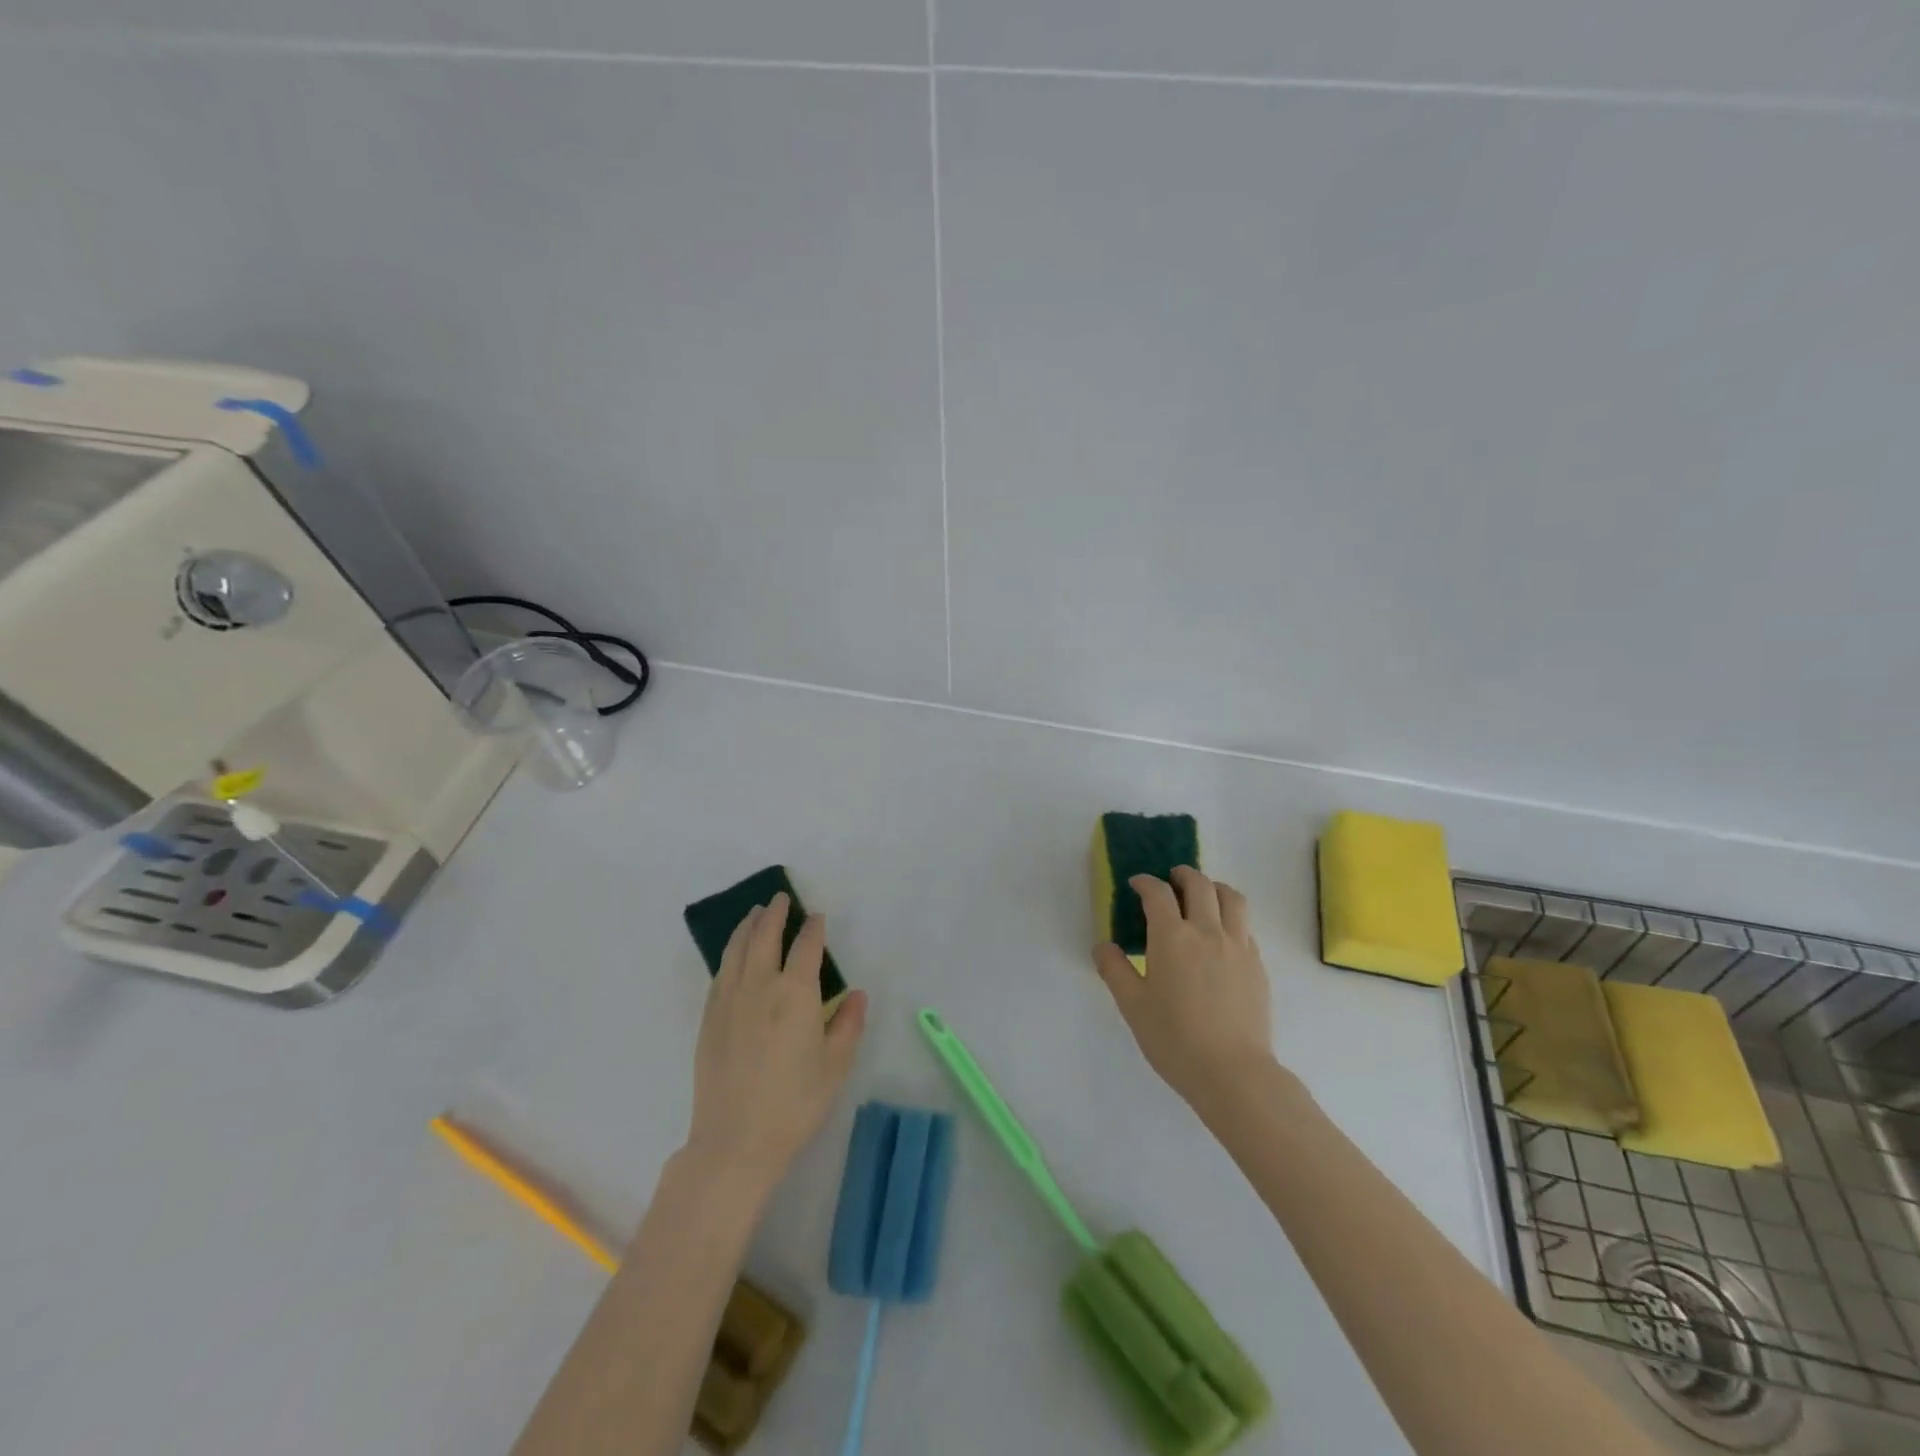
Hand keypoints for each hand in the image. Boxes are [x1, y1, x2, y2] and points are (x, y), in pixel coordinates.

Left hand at [686, 894, 867, 1195]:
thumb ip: (848, 1024)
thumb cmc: (794, 1103)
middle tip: (780, 899)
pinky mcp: (709, 1019)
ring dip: (747, 927)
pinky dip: (729, 954)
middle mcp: (760, 987)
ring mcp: (729, 1001)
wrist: (735, 1141)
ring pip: (736, 950)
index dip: (812, 929)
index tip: (816, 917)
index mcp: (795, 994)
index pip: (805, 947)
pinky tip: (733, 955)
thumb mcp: (835, 1066)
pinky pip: (720, 973)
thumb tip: (857, 994)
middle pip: (764, 937)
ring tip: (754, 914)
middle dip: (774, 914)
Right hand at [1093, 867, 1276, 1106]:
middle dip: (1182, 874)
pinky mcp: (1257, 964)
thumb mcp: (1132, 1006)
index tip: (1136, 884)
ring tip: (1203, 896)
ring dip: (1213, 887)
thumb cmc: (1174, 1039)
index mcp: (1172, 937)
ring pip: (1231, 897)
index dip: (1145, 882)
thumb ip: (1114, 970)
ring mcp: (1237, 946)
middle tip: (1170, 880)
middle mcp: (1207, 931)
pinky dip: (1230, 917)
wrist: (1233, 1073)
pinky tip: (1221, 935)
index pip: (1158, 893)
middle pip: (1199, 884)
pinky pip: (1245, 925)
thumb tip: (1103, 945)